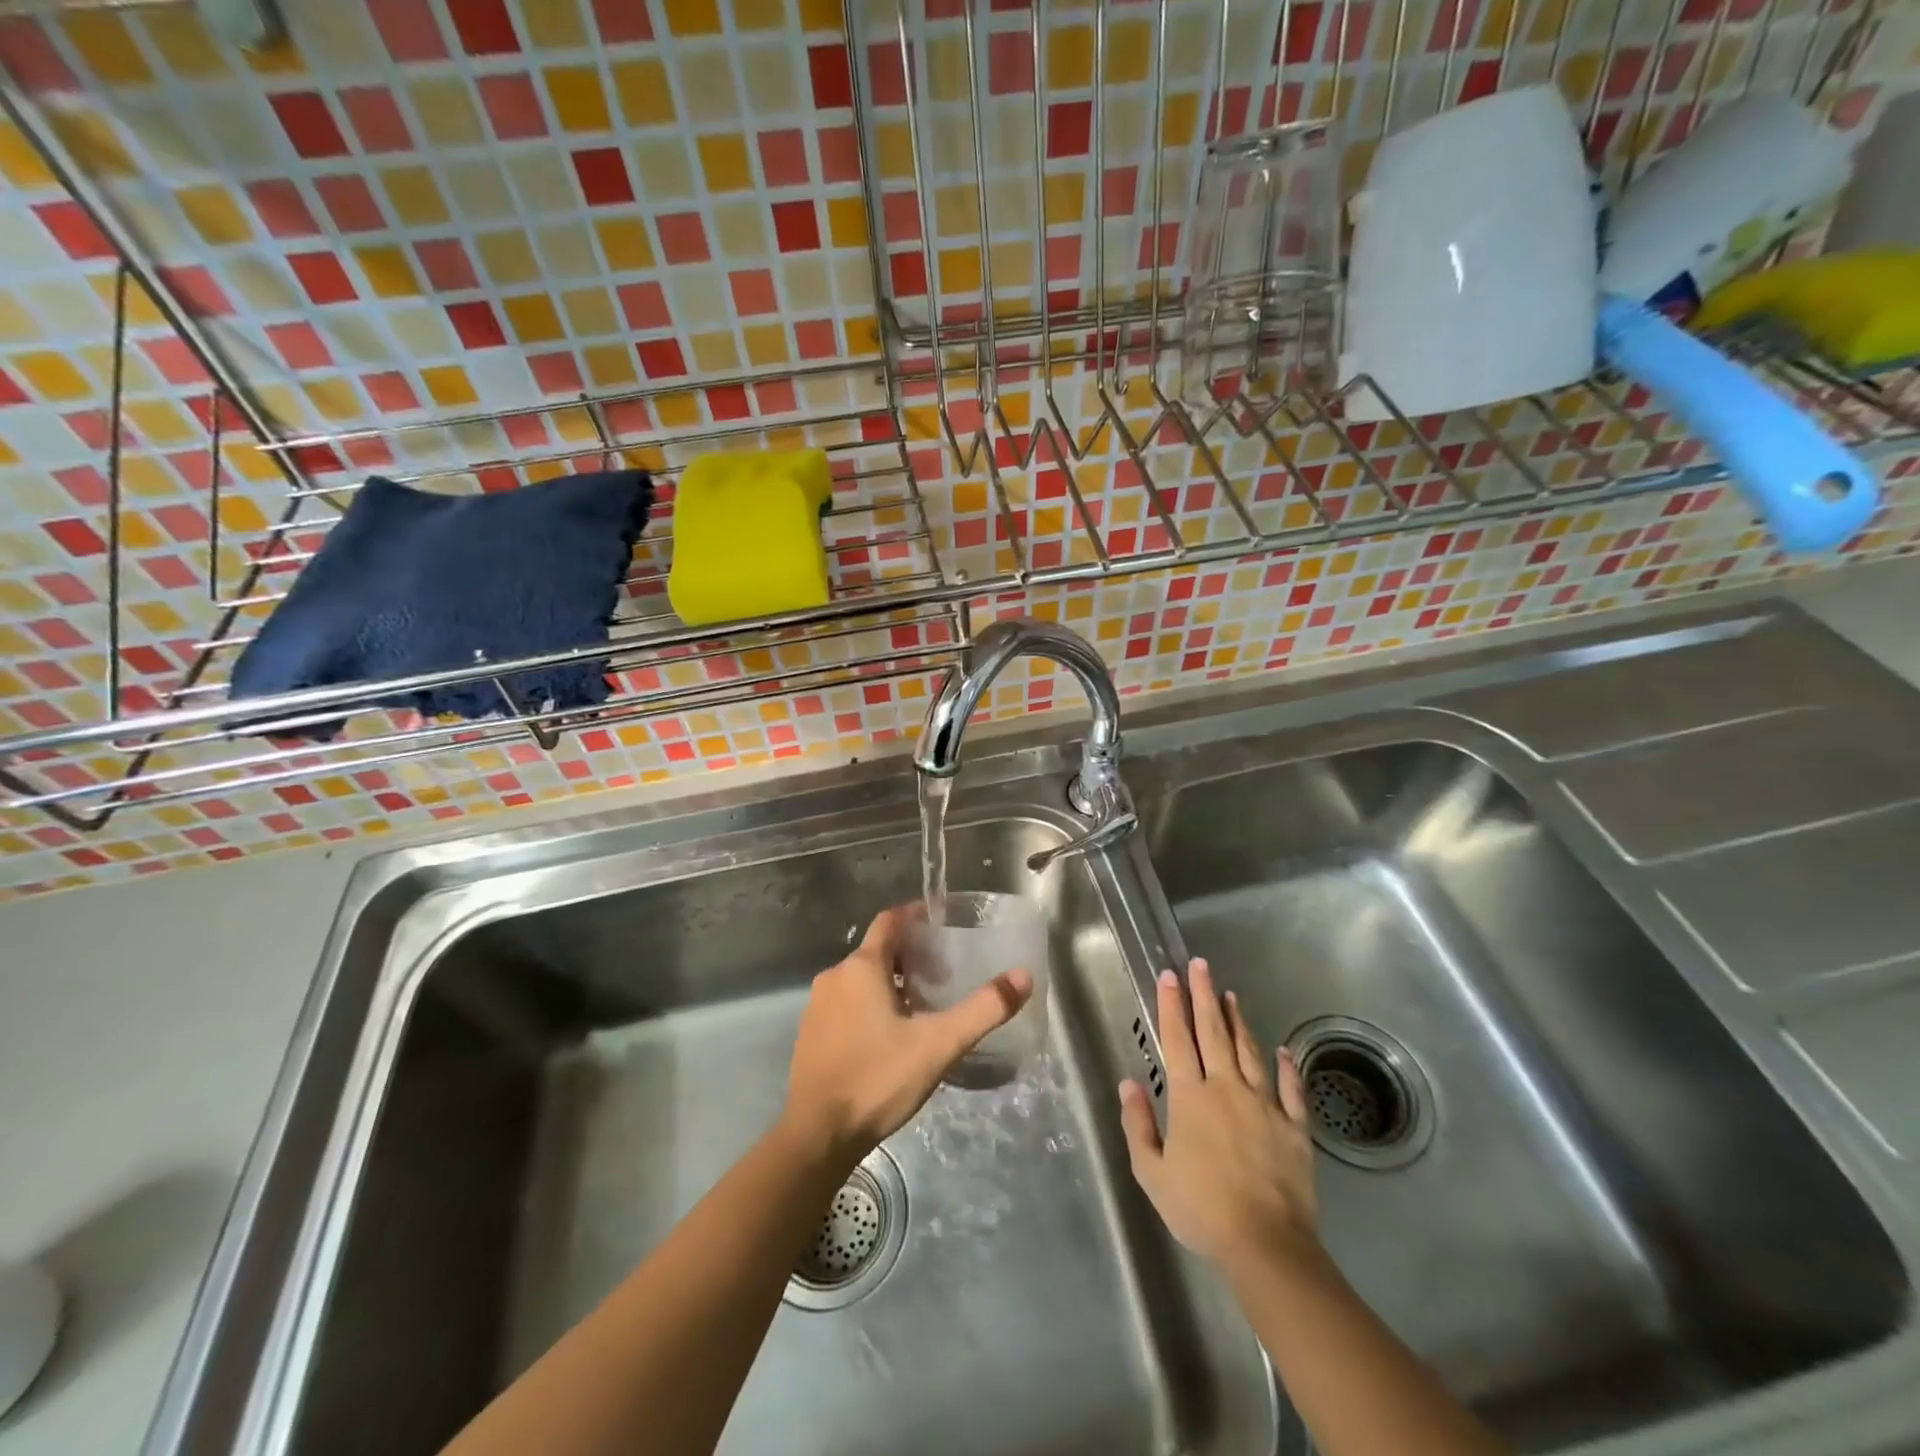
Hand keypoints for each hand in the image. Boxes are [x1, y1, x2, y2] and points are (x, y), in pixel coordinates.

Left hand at [784, 907, 1032, 1166]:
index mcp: (861, 967)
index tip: (941, 920)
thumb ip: (983, 1009)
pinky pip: (846, 1004)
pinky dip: (870, 1005)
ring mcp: (817, 1007)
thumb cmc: (878, 1078)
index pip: (889, 921)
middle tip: (945, 972)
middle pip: (877, 951)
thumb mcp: (939, 1044)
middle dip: (910, 955)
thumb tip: (1023, 976)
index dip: (915, 915)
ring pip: (860, 980)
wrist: (817, 1135)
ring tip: (924, 1005)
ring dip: (891, 983)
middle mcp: (834, 977)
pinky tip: (891, 1035)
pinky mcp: (811, 1034)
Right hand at [1119, 958, 1320, 1275]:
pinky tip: (1284, 1050)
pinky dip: (1288, 1067)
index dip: (1172, 1005)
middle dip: (1204, 996)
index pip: (1177, 1039)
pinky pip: (1291, 1089)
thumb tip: (1129, 1083)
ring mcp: (1265, 1105)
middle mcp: (1226, 1088)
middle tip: (1201, 965)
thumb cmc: (1201, 1208)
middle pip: (1213, 1033)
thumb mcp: (1151, 1172)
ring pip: (1250, 1051)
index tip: (1169, 975)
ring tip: (1231, 995)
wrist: (1265, 1245)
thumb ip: (1138, 1124)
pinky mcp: (1294, 1127)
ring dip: (1239, 1021)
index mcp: (1190, 1097)